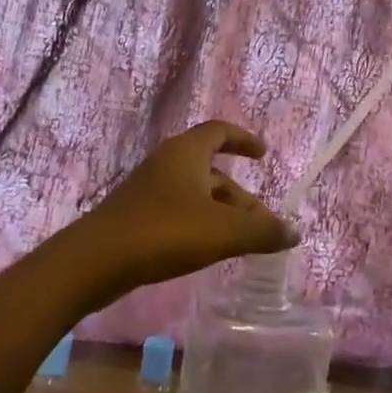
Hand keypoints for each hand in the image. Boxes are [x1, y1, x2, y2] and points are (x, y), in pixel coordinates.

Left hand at [80, 121, 299, 289]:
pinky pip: (179, 212)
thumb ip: (262, 232)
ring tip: (242, 244)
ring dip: (222, 214)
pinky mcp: (137, 216)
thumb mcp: (223, 232)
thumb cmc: (164, 232)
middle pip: (213, 172)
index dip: (243, 139)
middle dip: (241, 197)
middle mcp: (167, 164)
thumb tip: (295, 232)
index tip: (262, 155)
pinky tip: (208, 251)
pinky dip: (201, 225)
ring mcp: (149, 190)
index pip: (219, 131)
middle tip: (264, 225)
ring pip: (196, 195)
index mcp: (187, 153)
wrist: (96, 260)